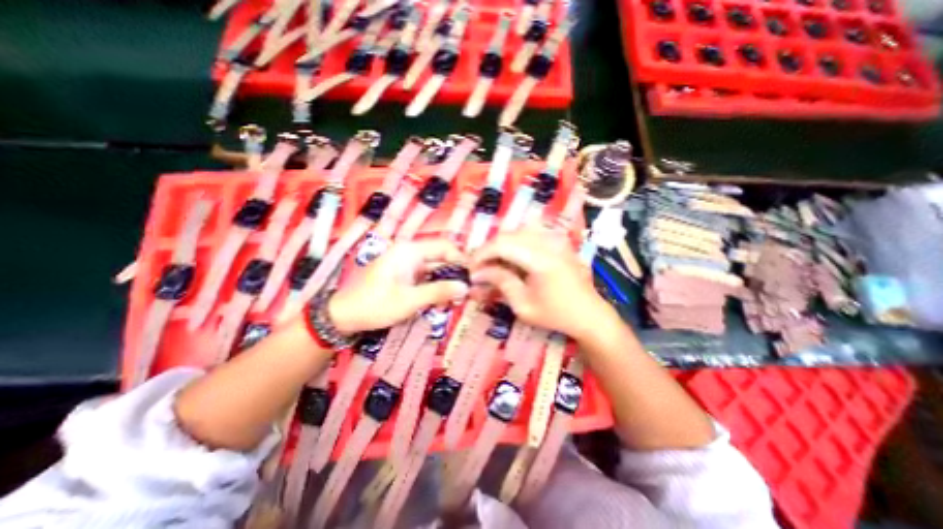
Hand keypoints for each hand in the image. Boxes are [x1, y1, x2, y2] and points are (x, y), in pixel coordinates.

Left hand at [329, 240, 465, 333]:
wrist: (342, 315)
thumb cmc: (374, 305)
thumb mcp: (409, 300)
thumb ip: (439, 292)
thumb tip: (466, 287)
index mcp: (410, 251)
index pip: (445, 246)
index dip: (461, 259)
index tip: (472, 277)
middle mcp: (409, 253)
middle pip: (441, 258)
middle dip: (454, 273)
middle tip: (466, 292)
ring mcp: (406, 264)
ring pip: (434, 268)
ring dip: (445, 282)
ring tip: (455, 299)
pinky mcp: (403, 275)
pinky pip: (425, 277)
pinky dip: (434, 287)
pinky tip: (440, 300)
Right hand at [465, 228, 612, 337]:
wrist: (589, 314)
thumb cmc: (556, 314)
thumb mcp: (523, 305)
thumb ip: (500, 282)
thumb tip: (478, 273)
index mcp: (541, 259)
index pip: (502, 245)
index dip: (482, 254)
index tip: (471, 268)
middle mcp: (549, 242)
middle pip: (508, 235)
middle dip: (489, 250)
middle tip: (480, 267)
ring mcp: (556, 239)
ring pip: (517, 231)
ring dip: (501, 245)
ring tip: (493, 263)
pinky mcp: (558, 241)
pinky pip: (530, 233)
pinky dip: (515, 243)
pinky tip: (512, 257)